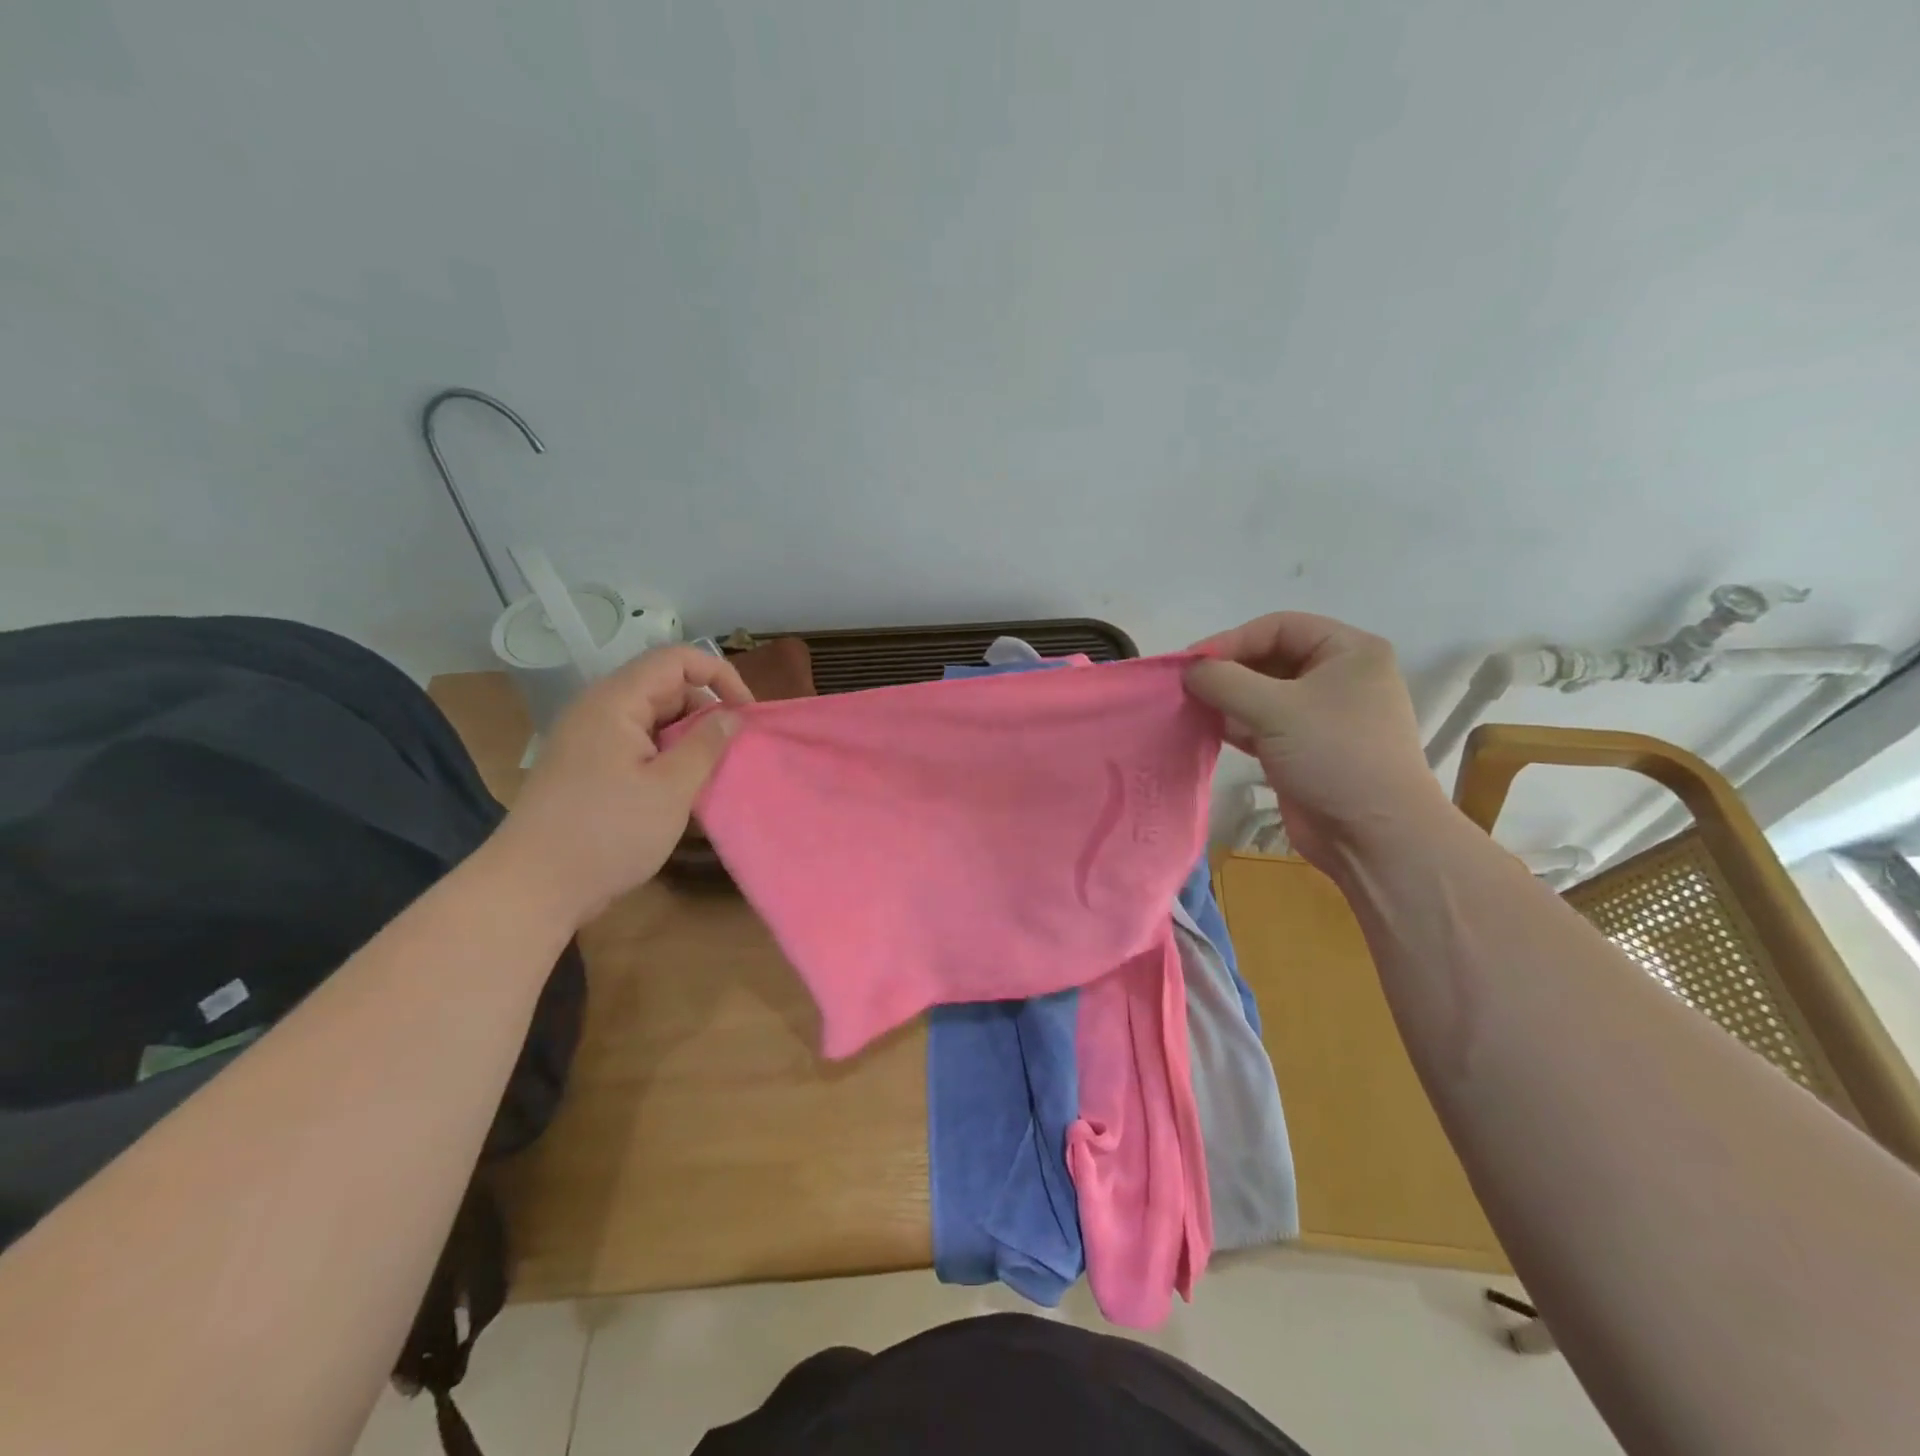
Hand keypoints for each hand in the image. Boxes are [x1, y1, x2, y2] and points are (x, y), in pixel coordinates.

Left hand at [493, 646, 752, 925]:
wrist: (531, 889)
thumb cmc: (607, 833)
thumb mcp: (671, 789)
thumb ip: (707, 745)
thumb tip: (732, 714)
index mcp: (616, 702)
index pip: (676, 659)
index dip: (719, 675)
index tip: (747, 713)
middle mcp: (599, 710)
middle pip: (665, 688)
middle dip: (706, 711)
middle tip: (733, 751)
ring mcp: (589, 740)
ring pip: (654, 720)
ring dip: (688, 739)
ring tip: (711, 775)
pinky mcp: (587, 768)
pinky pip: (637, 746)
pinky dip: (666, 759)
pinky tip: (681, 792)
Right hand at [1185, 613, 1448, 868]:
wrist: (1374, 836)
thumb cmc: (1334, 756)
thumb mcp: (1276, 710)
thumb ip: (1225, 681)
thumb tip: (1188, 670)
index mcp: (1348, 651)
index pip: (1279, 627)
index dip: (1232, 640)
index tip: (1191, 663)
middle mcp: (1337, 676)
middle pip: (1269, 658)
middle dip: (1227, 671)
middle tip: (1185, 686)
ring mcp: (1320, 715)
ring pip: (1261, 693)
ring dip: (1225, 699)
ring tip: (1188, 707)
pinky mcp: (1303, 747)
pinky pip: (1261, 724)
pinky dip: (1233, 724)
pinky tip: (1204, 729)